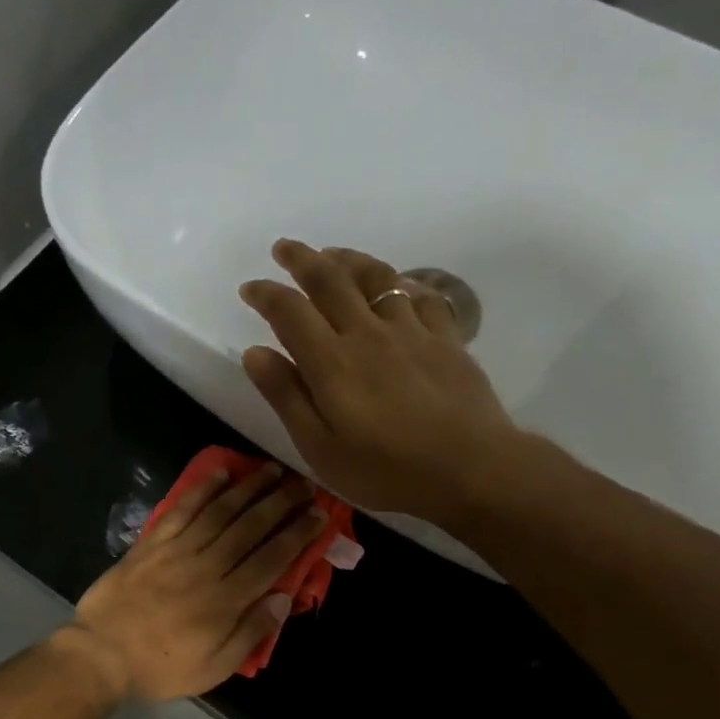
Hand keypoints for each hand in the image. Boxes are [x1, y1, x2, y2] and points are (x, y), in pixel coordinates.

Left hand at [66, 462, 327, 701]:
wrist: (101, 654)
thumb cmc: (161, 667)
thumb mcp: (214, 668)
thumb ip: (250, 633)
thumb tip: (283, 599)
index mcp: (226, 600)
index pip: (271, 559)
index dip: (297, 534)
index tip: (318, 514)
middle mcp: (207, 567)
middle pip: (250, 527)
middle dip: (281, 503)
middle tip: (304, 484)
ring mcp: (177, 550)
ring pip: (220, 512)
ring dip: (249, 488)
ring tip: (272, 470)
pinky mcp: (152, 543)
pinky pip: (181, 509)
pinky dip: (202, 489)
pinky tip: (220, 473)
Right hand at [239, 240, 540, 525]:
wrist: (470, 468)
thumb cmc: (386, 470)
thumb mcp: (321, 448)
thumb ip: (287, 397)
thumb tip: (254, 352)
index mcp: (332, 362)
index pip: (290, 311)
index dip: (266, 294)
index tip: (250, 287)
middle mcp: (369, 333)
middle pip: (331, 280)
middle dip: (302, 259)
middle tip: (284, 248)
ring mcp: (412, 331)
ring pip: (376, 277)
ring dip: (348, 260)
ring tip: (332, 255)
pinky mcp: (446, 338)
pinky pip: (421, 295)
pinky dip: (401, 282)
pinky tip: (397, 285)